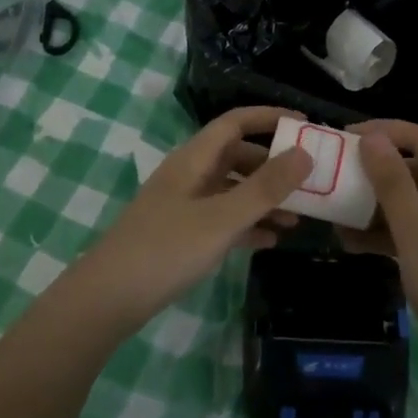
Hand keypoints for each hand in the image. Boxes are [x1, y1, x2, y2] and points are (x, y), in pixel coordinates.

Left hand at [75, 107, 312, 334]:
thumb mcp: (222, 218)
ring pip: (233, 190)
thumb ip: (265, 187)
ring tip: (299, 217)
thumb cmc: (166, 249)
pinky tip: (271, 241)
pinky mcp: (182, 235)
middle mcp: (190, 175)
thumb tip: (306, 153)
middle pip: (238, 156)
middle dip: (274, 165)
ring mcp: (185, 205)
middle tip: (310, 179)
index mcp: (194, 159)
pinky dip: (248, 224)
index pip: (235, 122)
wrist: (108, 300)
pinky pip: (224, 219)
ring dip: (264, 199)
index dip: (269, 117)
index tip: (306, 125)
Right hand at [338, 119, 417, 375]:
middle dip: (371, 172)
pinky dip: (382, 234)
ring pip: (407, 203)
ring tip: (331, 215)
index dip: (382, 132)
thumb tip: (372, 137)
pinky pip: (409, 231)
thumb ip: (394, 186)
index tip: (342, 139)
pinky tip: (349, 245)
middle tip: (330, 180)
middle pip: (412, 170)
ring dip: (371, 206)